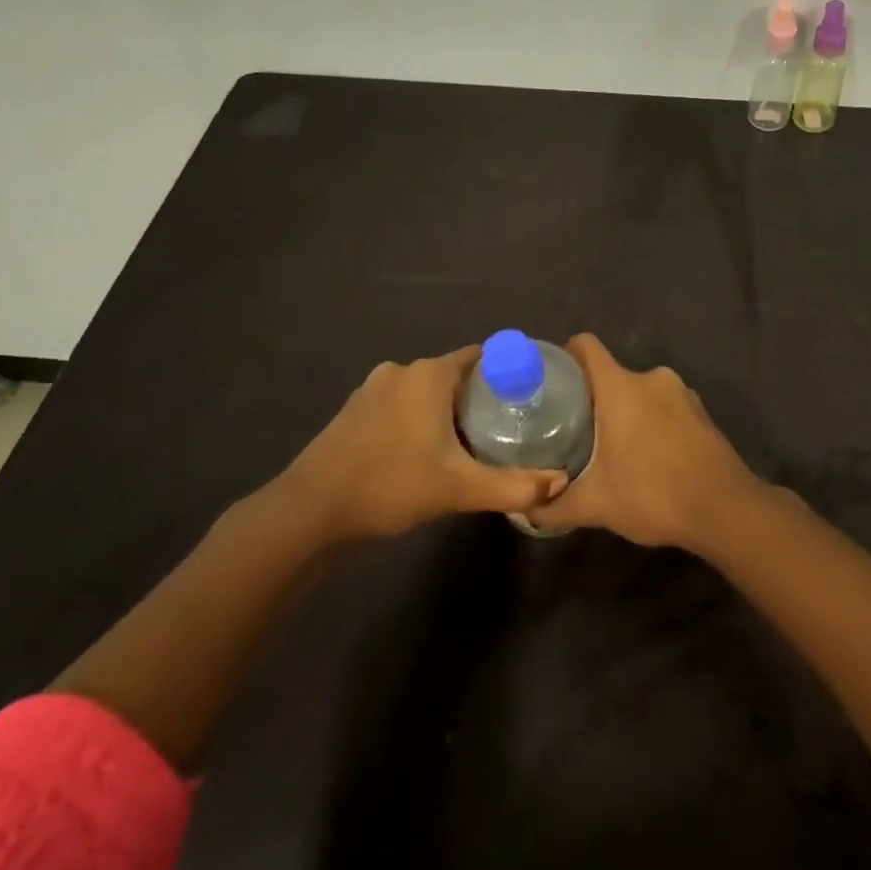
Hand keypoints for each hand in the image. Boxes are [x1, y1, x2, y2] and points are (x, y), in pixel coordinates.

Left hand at [277, 347, 562, 543]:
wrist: (310, 511)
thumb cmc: (390, 485)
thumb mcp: (459, 489)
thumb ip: (514, 486)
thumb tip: (560, 484)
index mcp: (429, 375)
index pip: (483, 357)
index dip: (509, 374)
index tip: (529, 398)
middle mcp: (403, 370)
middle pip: (457, 374)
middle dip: (482, 397)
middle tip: (509, 427)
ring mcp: (374, 389)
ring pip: (428, 391)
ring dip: (450, 410)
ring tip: (474, 442)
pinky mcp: (356, 410)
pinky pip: (403, 404)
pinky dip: (421, 419)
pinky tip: (428, 451)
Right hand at [524, 335, 768, 548]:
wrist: (725, 509)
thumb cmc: (653, 495)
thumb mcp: (595, 505)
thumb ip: (553, 506)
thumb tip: (523, 509)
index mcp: (621, 387)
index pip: (585, 346)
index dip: (564, 357)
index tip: (549, 384)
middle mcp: (651, 378)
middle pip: (610, 374)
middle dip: (591, 398)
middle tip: (571, 431)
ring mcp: (681, 392)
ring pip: (639, 392)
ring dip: (623, 413)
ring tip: (609, 448)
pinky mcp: (701, 411)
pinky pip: (663, 406)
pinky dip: (650, 422)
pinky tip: (646, 457)